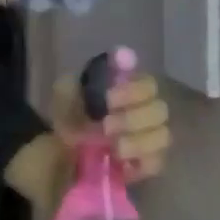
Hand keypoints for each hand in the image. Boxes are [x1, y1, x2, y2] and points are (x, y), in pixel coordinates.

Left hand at [52, 71, 171, 181]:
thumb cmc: (69, 114)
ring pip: (162, 136)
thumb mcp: (69, 88)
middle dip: (131, 119)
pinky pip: (157, 162)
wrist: (57, 150)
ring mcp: (149, 139)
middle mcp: (145, 110)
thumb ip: (95, 72)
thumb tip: (123, 54)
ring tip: (112, 148)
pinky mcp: (145, 165)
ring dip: (137, 142)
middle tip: (106, 126)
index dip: (131, 92)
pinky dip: (140, 162)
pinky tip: (120, 162)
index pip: (148, 85)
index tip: (107, 100)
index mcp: (130, 88)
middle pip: (160, 110)